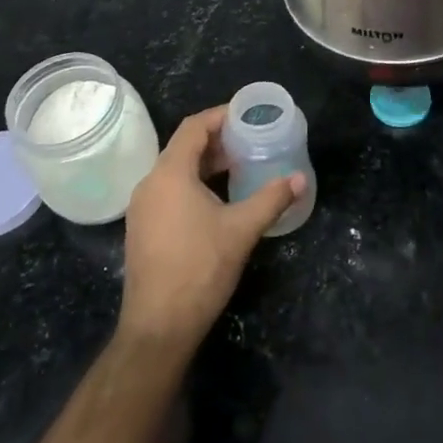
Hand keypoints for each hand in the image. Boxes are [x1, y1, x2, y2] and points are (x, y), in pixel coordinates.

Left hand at [118, 107, 303, 353]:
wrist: (158, 327)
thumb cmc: (200, 268)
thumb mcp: (242, 230)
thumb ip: (271, 199)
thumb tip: (300, 179)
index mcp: (170, 174)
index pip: (193, 127)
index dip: (220, 116)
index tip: (247, 115)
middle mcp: (150, 184)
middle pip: (183, 147)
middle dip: (217, 141)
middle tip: (250, 141)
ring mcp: (142, 208)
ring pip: (175, 170)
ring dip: (206, 163)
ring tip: (239, 167)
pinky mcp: (143, 228)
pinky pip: (169, 190)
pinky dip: (193, 183)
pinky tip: (217, 199)